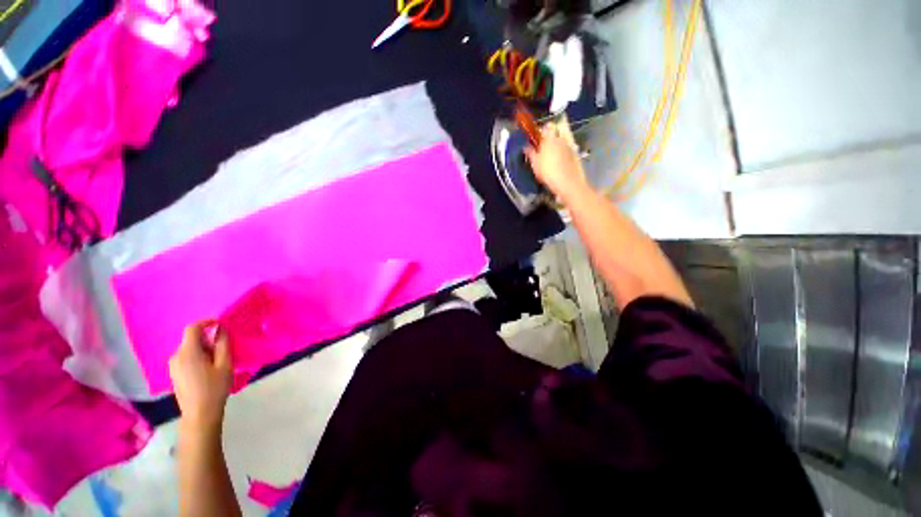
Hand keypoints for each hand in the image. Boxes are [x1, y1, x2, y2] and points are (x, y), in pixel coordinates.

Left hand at [170, 321, 233, 432]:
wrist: (199, 414)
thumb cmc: (215, 388)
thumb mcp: (224, 364)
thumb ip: (222, 344)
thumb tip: (220, 328)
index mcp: (188, 352)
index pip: (192, 328)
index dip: (206, 322)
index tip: (221, 324)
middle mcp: (176, 356)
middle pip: (191, 339)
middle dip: (208, 339)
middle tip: (224, 348)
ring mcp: (173, 366)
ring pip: (189, 349)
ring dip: (204, 348)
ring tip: (218, 361)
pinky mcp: (174, 374)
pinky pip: (186, 357)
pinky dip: (198, 357)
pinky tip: (208, 369)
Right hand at [524, 120, 591, 204]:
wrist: (568, 183)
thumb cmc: (548, 172)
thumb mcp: (535, 164)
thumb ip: (530, 153)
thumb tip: (526, 146)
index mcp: (550, 138)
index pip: (546, 126)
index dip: (541, 130)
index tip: (537, 137)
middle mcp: (561, 138)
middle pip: (556, 131)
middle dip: (550, 136)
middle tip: (543, 146)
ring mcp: (570, 145)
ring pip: (563, 139)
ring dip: (557, 143)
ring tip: (551, 154)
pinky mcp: (576, 154)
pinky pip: (568, 148)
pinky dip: (563, 151)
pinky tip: (560, 161)